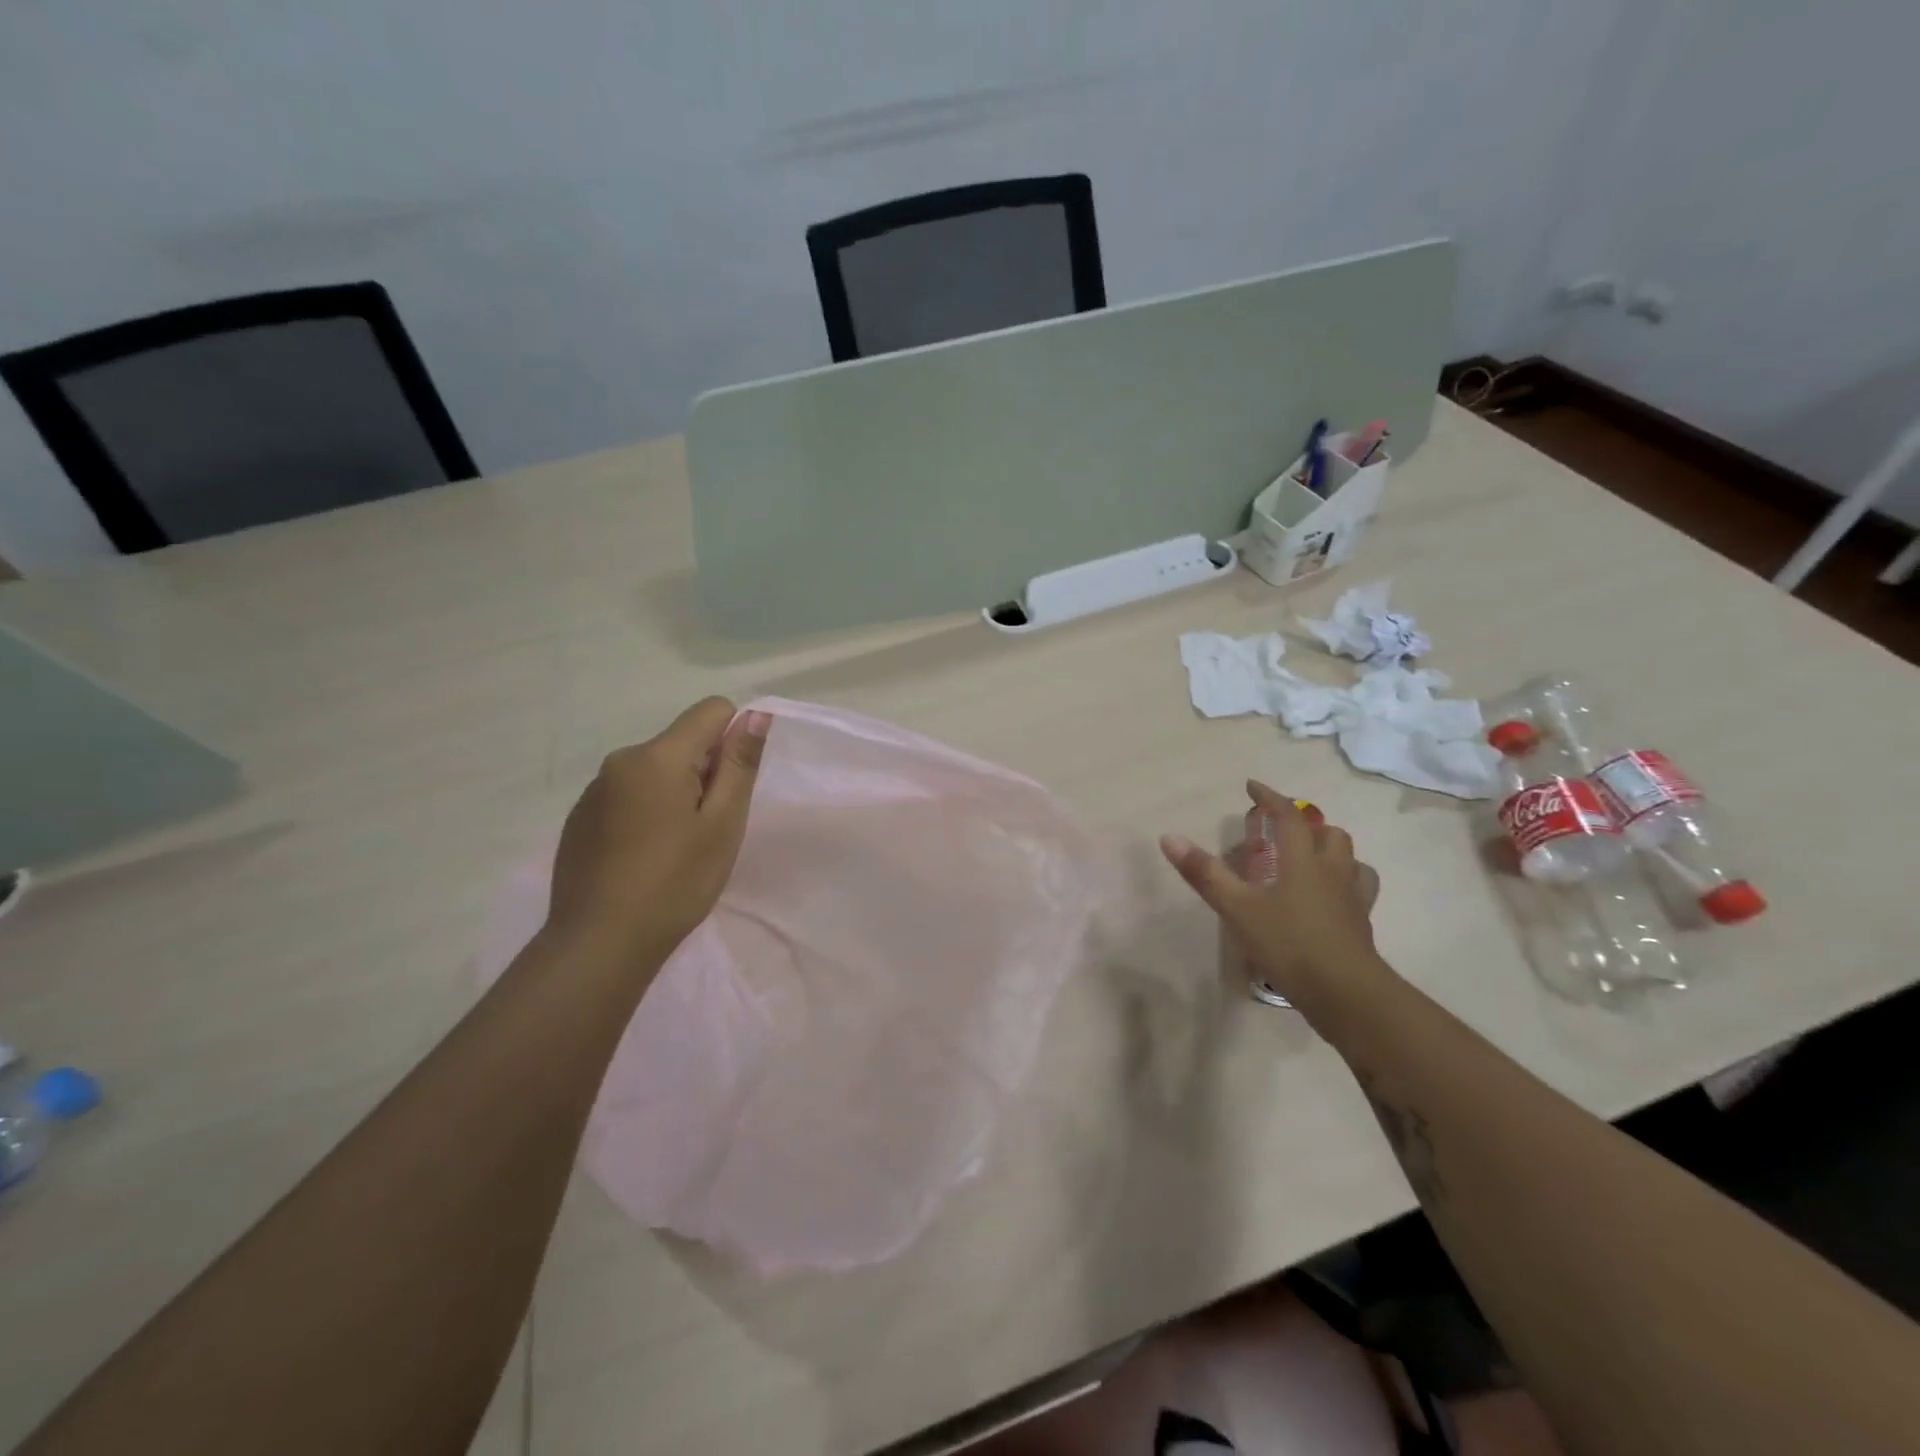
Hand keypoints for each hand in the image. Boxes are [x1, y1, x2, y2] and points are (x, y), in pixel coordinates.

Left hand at [547, 697, 770, 967]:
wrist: (599, 943)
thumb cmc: (675, 882)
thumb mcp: (723, 823)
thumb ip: (740, 764)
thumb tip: (755, 715)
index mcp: (658, 756)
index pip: (712, 710)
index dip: (734, 740)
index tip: (731, 789)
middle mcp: (621, 760)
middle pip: (682, 743)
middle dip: (704, 772)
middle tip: (708, 829)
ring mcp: (594, 790)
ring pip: (654, 771)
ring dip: (675, 794)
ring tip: (675, 849)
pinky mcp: (580, 819)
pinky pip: (627, 796)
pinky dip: (646, 813)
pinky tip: (644, 859)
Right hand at [1160, 780, 1390, 1022]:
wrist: (1346, 993)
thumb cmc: (1289, 943)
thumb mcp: (1237, 908)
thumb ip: (1205, 873)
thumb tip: (1169, 837)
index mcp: (1303, 860)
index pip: (1289, 816)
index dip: (1270, 797)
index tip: (1252, 786)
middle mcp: (1333, 871)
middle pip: (1330, 834)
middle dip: (1307, 824)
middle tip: (1283, 830)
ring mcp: (1352, 898)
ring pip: (1352, 860)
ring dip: (1332, 851)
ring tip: (1312, 859)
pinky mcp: (1361, 924)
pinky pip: (1359, 891)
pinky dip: (1346, 883)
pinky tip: (1330, 898)